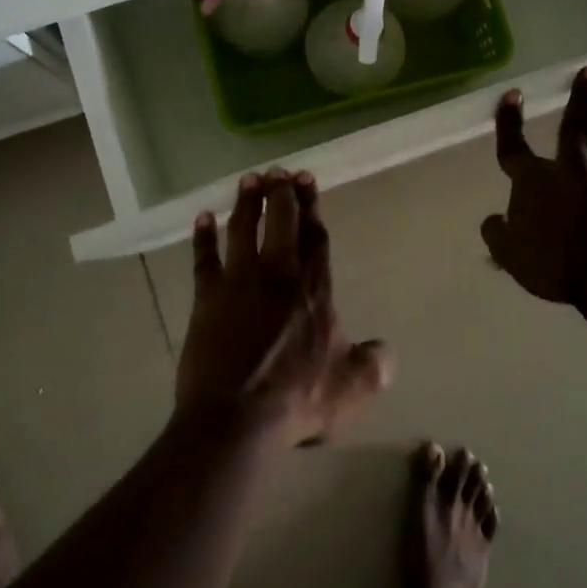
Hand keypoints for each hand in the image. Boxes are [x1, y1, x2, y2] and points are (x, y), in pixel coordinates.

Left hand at [178, 169, 390, 446]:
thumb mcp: (352, 388)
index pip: (314, 238)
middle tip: (280, 171)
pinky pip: (203, 259)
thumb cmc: (296, 399)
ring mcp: (238, 283)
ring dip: (246, 203)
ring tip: (249, 179)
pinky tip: (202, 218)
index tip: (306, 180)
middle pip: (280, 222)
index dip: (312, 207)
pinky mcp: (206, 298)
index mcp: (313, 290)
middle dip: (281, 193)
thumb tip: (384, 350)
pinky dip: (202, 237)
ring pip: (242, 230)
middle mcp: (277, 275)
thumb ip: (374, 365)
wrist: (236, 417)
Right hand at [480, 67, 586, 310]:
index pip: (514, 145)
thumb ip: (498, 233)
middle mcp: (573, 169)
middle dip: (581, 96)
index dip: (509, 120)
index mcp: (535, 180)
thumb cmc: (554, 263)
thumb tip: (493, 220)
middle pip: (575, 124)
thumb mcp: (510, 255)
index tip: (513, 93)